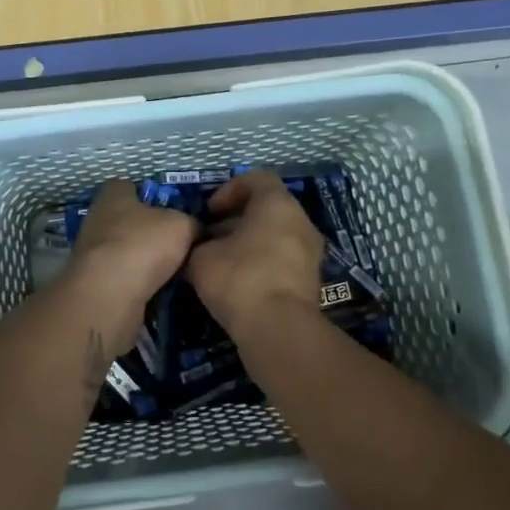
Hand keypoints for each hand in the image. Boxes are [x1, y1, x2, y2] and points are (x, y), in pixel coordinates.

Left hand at [65, 179, 198, 315]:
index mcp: (113, 195)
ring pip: (125, 250)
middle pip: (128, 219)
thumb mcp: (183, 225)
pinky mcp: (93, 281)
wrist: (109, 295)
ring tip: (172, 270)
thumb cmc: (143, 245)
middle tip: (176, 243)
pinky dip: (137, 282)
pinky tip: (157, 290)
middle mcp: (97, 218)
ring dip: (143, 259)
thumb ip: (191, 222)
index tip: (171, 209)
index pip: (129, 186)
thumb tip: (195, 230)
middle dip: (149, 230)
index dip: (151, 195)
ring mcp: (91, 252)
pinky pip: (121, 276)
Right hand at [186, 169, 324, 334]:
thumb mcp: (201, 258)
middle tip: (211, 238)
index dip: (229, 190)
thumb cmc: (239, 278)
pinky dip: (261, 264)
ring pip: (275, 236)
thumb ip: (199, 244)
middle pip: (267, 209)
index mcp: (277, 204)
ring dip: (248, 244)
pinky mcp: (310, 281)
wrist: (279, 330)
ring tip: (221, 263)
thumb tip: (200, 247)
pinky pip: (282, 260)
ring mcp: (310, 252)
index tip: (210, 212)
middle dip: (236, 220)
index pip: (256, 179)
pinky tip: (238, 284)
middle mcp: (300, 222)